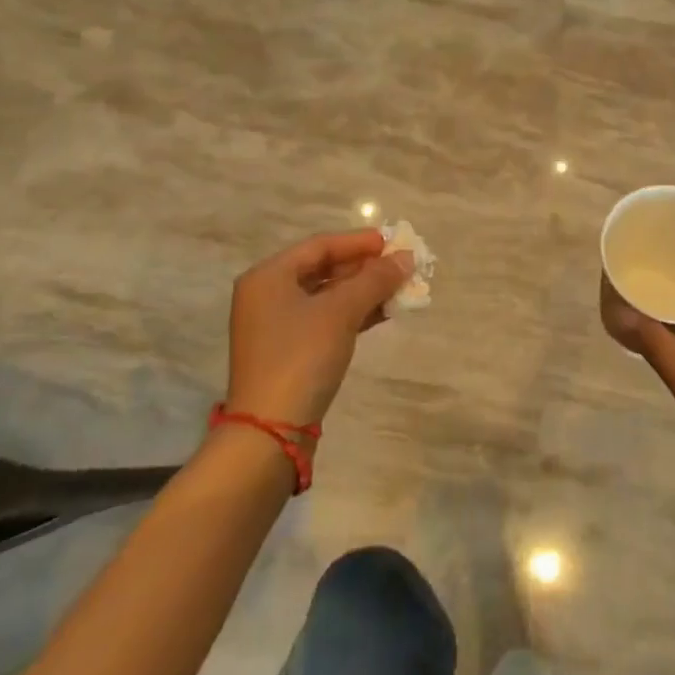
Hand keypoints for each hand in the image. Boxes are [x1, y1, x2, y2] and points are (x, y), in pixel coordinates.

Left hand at [224, 230, 412, 428]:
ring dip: (363, 291)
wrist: (270, 432)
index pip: (320, 245)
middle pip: (323, 269)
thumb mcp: (341, 312)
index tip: (393, 242)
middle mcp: (267, 295)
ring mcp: (276, 326)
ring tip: (399, 287)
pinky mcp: (288, 352)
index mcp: (268, 277)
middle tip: (400, 265)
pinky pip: (325, 319)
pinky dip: (353, 313)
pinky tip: (383, 312)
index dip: (359, 241)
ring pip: (327, 296)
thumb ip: (375, 280)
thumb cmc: (302, 357)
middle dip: (364, 267)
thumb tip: (407, 258)